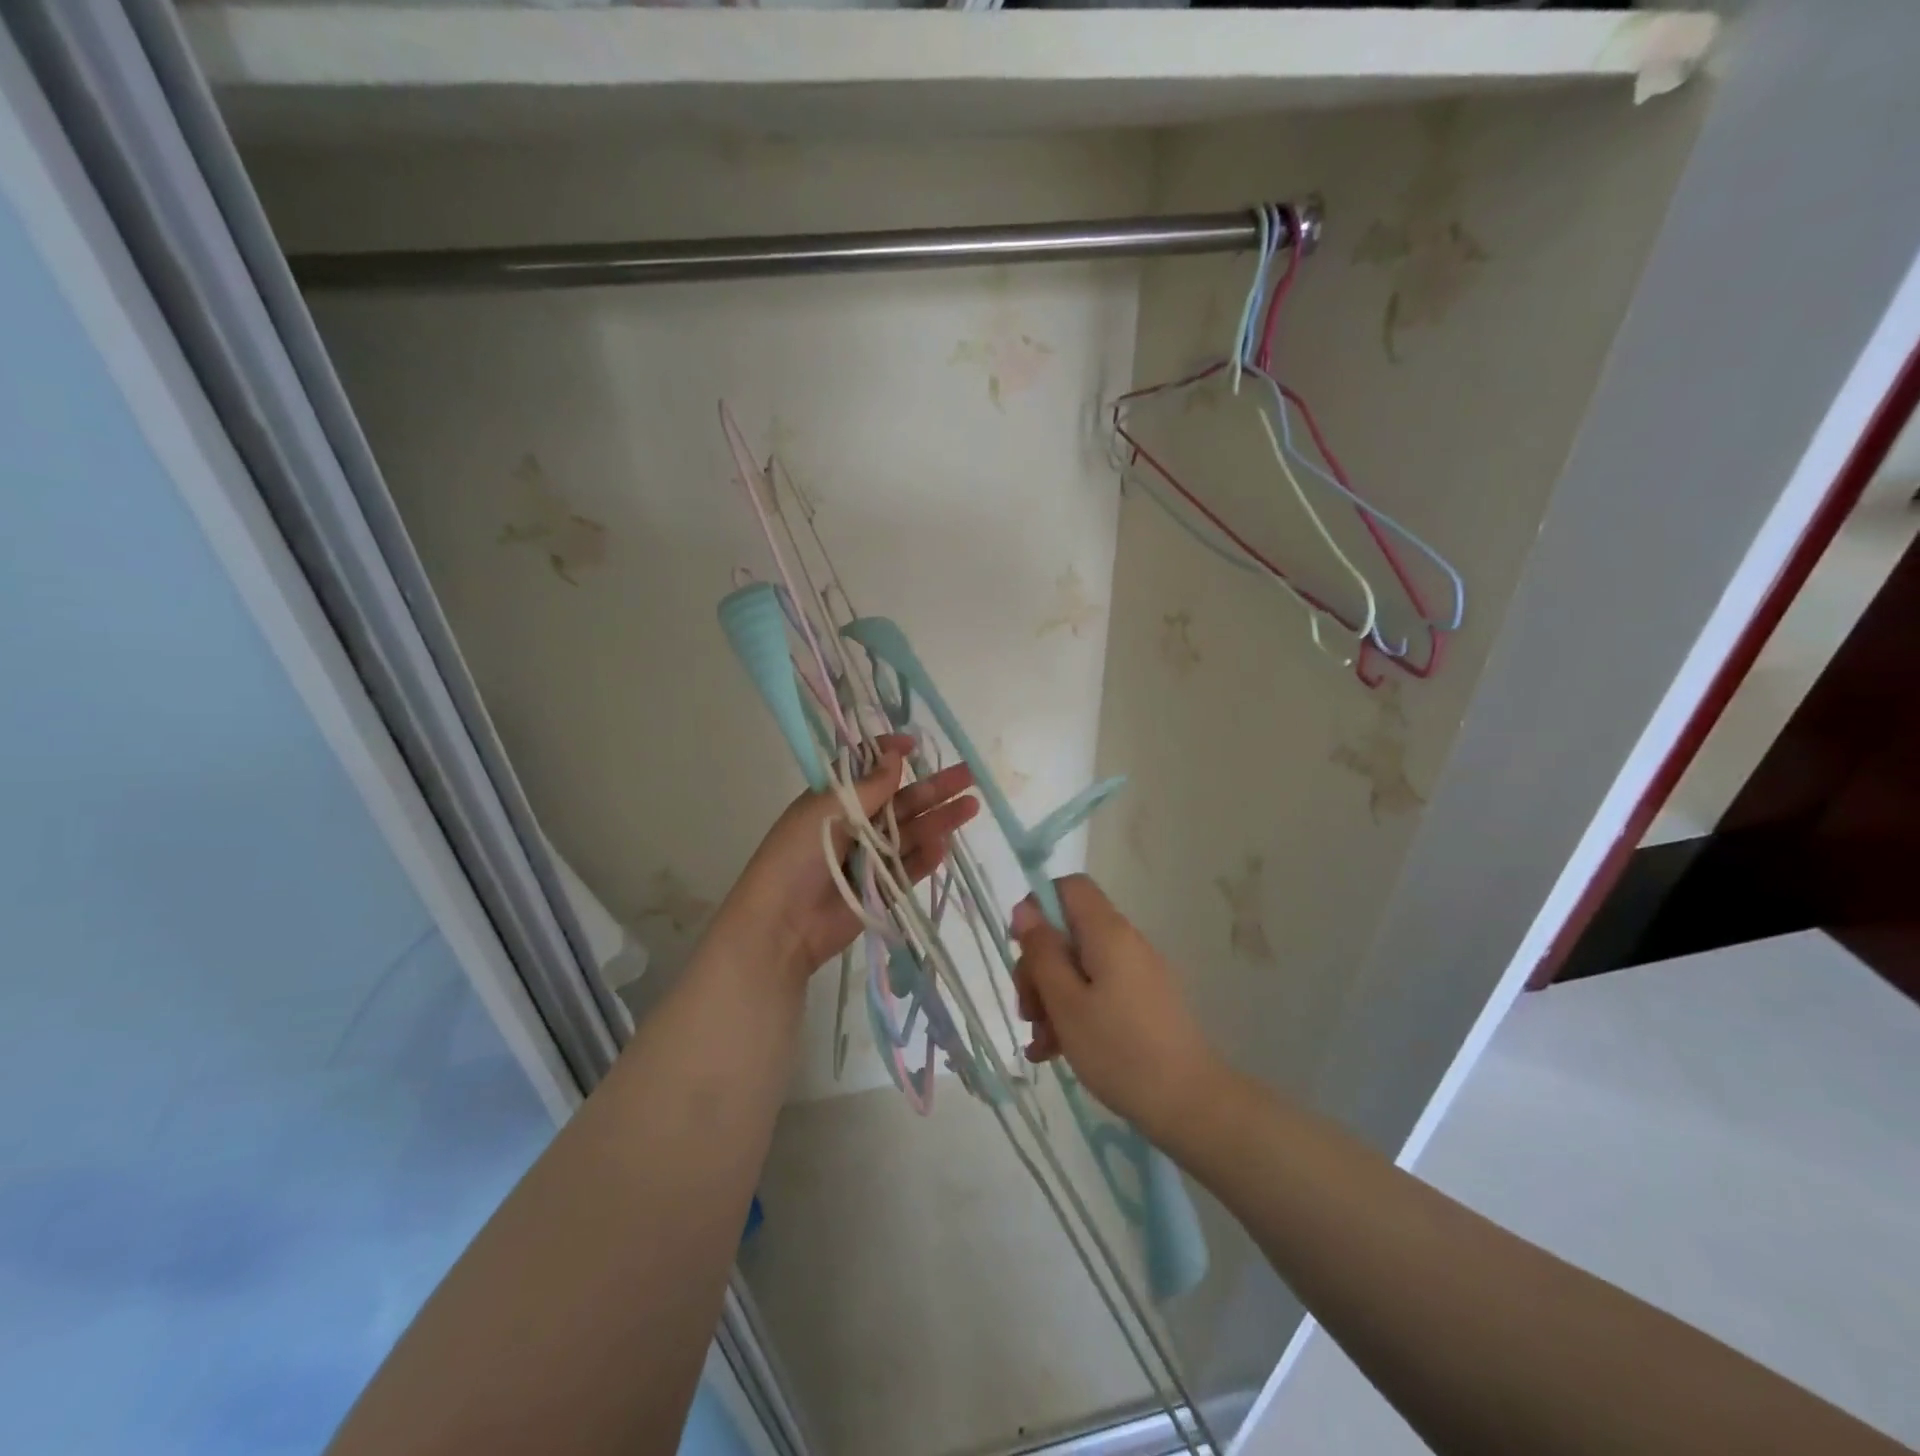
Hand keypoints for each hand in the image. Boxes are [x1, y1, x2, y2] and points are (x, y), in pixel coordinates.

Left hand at [713, 735, 978, 984]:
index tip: (914, 745)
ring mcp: (870, 858)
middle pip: (901, 802)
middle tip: (968, 775)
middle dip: (933, 788)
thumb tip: (895, 754)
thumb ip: (868, 786)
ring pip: (912, 833)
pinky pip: (909, 869)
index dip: (891, 756)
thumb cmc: (797, 855)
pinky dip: (926, 858)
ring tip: (971, 806)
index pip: (867, 771)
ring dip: (940, 819)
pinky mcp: (882, 889)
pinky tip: (945, 845)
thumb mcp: (827, 810)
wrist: (781, 923)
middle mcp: (855, 825)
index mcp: (834, 800)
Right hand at [1011, 874, 1221, 1141]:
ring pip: (1079, 968)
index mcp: (1108, 932)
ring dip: (1052, 998)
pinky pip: (1099, 992)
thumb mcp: (1066, 1002)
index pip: (1070, 887)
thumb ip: (1042, 952)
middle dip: (1039, 967)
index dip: (1039, 908)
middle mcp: (1125, 943)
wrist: (1190, 1104)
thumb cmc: (1119, 1049)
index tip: (1022, 949)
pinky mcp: (1143, 1002)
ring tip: (1040, 1044)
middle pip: (1069, 932)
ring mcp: (1137, 974)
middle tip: (1028, 1011)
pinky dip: (1075, 1013)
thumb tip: (1025, 908)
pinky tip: (1055, 1052)